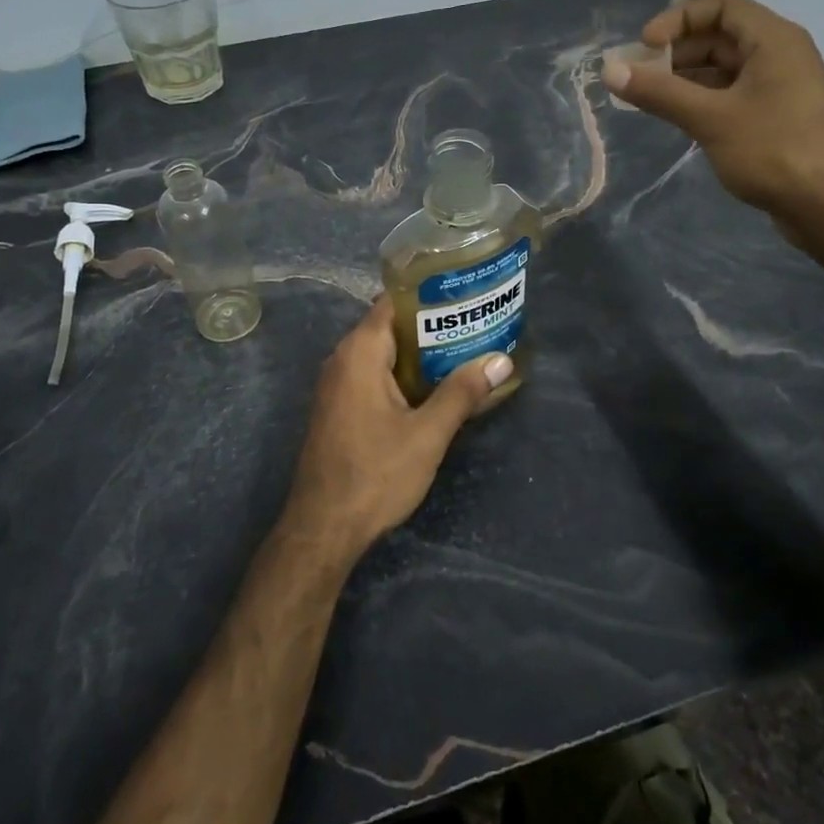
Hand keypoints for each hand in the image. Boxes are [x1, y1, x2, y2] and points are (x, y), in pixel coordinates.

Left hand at [283, 299, 509, 563]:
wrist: (323, 528)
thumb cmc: (374, 474)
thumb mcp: (427, 434)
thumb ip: (462, 393)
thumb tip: (500, 360)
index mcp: (360, 352)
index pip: (393, 302)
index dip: (427, 294)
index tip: (463, 295)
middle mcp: (343, 359)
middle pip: (390, 327)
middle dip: (431, 326)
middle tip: (474, 324)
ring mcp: (337, 385)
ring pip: (383, 354)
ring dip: (419, 354)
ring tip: (464, 352)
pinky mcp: (339, 408)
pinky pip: (374, 375)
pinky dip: (403, 375)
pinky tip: (434, 388)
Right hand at [602, 0, 823, 231]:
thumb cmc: (773, 150)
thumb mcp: (709, 118)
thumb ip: (659, 92)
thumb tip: (610, 70)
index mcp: (774, 40)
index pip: (721, 6)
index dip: (679, 19)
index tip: (646, 46)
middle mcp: (781, 55)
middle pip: (721, 37)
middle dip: (677, 51)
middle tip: (640, 75)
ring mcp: (781, 88)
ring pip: (725, 69)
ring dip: (686, 78)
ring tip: (649, 97)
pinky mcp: (777, 117)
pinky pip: (733, 94)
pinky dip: (703, 99)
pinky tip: (677, 117)